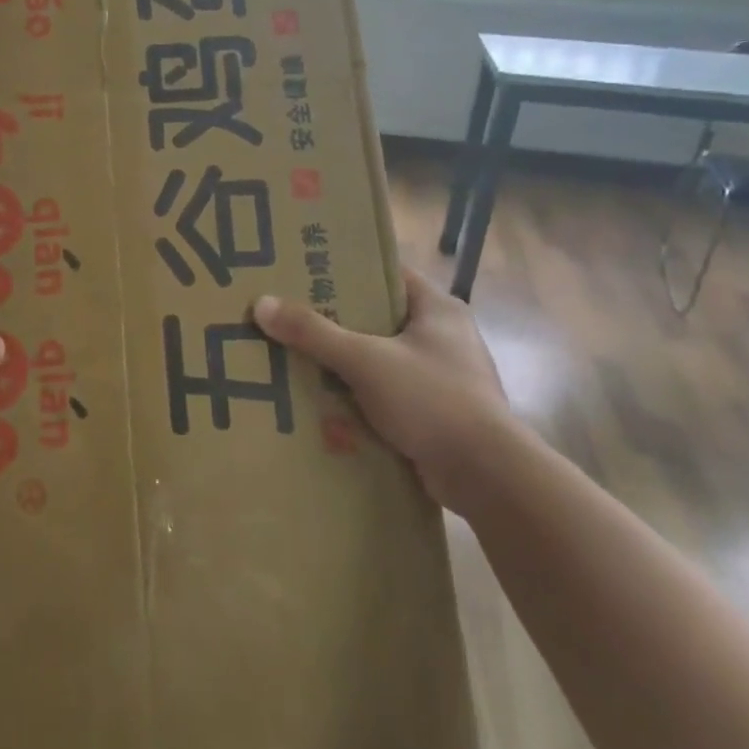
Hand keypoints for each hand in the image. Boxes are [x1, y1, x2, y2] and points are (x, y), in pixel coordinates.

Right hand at [253, 266, 521, 514]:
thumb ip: (314, 332)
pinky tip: (326, 404)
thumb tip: (262, 304)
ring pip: (381, 360)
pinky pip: (389, 395)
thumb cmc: (431, 399)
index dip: (346, 271)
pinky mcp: (438, 413)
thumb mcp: (364, 360)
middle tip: (290, 320)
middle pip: (378, 318)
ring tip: (298, 361)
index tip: (304, 274)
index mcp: (438, 308)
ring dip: (345, 365)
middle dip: (336, 323)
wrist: (487, 476)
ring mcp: (444, 376)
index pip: (386, 274)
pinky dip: (361, 398)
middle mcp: (445, 336)